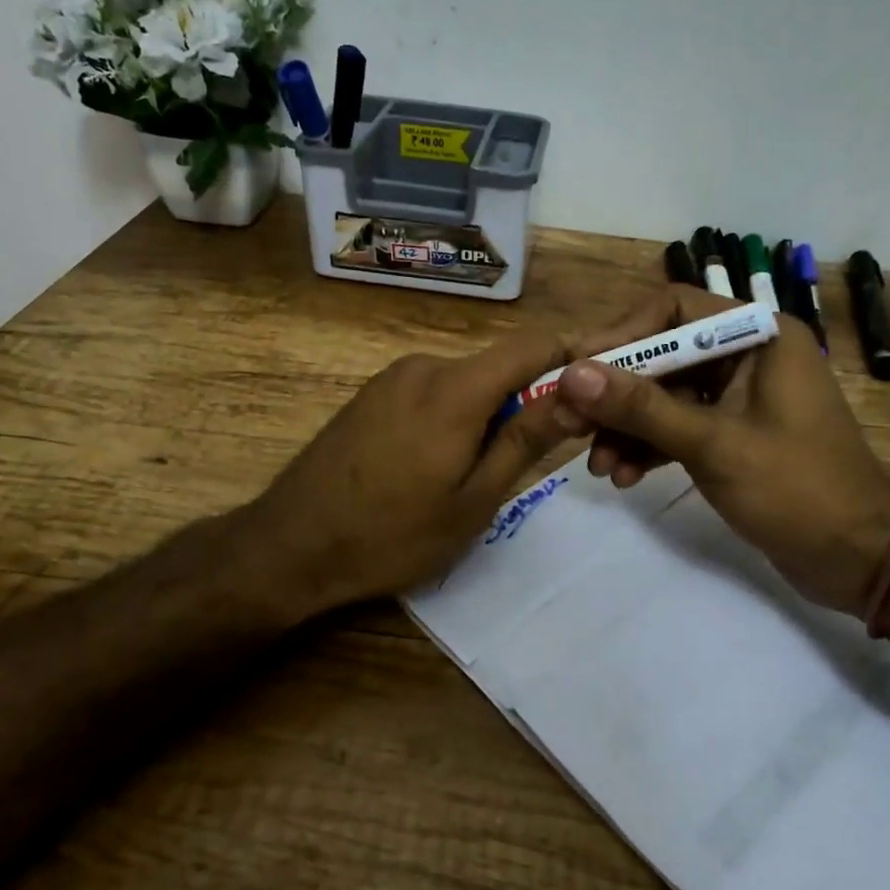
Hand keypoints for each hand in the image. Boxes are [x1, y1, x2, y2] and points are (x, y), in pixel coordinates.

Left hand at [235, 330, 585, 619]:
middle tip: (532, 458)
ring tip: (476, 475)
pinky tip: (434, 466)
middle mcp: (425, 366)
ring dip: (487, 414)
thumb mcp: (474, 499)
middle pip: (498, 366)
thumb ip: (526, 440)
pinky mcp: (371, 395)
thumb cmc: (393, 534)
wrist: (291, 545)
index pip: (534, 344)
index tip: (597, 386)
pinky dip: (453, 417)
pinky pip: (432, 392)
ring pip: (465, 382)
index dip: (573, 357)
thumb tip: (578, 396)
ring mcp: (392, 378)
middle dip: (527, 400)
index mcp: (456, 387)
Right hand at [555, 286, 889, 614]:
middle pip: (662, 356)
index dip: (620, 337)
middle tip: (567, 423)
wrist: (861, 561)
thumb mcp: (712, 444)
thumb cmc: (797, 490)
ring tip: (596, 466)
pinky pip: (676, 427)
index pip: (673, 310)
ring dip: (626, 428)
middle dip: (615, 394)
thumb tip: (571, 374)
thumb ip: (640, 407)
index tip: (574, 369)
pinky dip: (648, 448)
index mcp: (758, 335)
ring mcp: (738, 398)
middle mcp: (747, 355)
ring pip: (664, 396)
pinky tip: (621, 476)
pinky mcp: (731, 435)